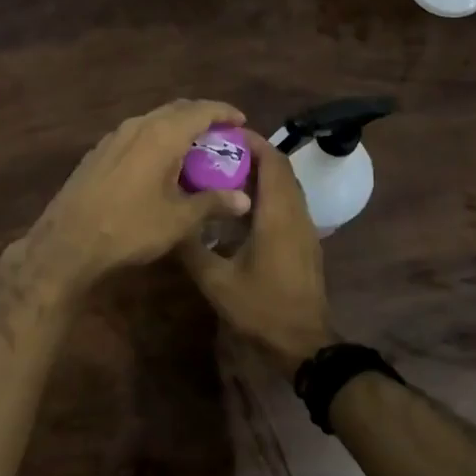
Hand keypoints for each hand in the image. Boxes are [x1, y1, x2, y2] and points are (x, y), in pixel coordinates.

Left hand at [12, 100, 252, 297]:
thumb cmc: (130, 228)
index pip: (201, 110)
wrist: (68, 242)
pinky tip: (159, 165)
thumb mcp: (179, 220)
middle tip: (220, 136)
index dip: (224, 112)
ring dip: (176, 129)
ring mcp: (113, 137)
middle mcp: (137, 126)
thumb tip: (244, 199)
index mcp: (161, 135)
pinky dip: (155, 141)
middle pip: (176, 110)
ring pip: (153, 121)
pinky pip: (136, 135)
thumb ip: (213, 203)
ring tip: (193, 150)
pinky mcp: (98, 152)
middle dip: (201, 117)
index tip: (241, 121)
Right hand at [179, 130, 333, 374]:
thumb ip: (192, 249)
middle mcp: (296, 214)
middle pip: (281, 170)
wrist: (304, 343)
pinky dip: (268, 193)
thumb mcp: (217, 281)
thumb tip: (170, 225)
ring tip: (225, 173)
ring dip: (261, 174)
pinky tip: (240, 208)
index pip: (272, 162)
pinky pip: (288, 204)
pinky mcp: (305, 242)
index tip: (225, 132)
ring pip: (287, 187)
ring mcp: (305, 228)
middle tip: (218, 151)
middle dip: (253, 154)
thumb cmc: (262, 308)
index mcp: (278, 215)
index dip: (253, 142)